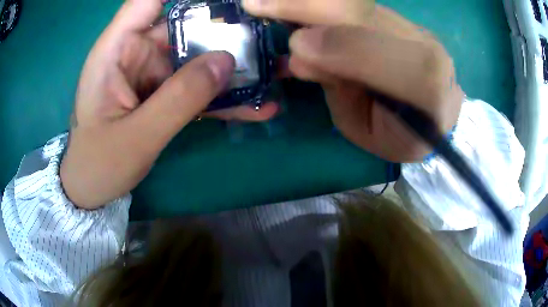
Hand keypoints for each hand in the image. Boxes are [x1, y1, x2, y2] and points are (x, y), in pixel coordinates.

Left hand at [61, 0, 277, 208]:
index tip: (225, 2)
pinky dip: (223, 96)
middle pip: (184, 24)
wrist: (92, 188)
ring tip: (270, 73)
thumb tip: (226, 62)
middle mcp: (136, 52)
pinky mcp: (163, 93)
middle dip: (224, 29)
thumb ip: (178, 99)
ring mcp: (151, 72)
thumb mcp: (136, 137)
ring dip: (232, 67)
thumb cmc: (99, 164)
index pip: (147, 1)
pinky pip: (196, 86)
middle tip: (264, 38)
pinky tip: (256, 107)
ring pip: (197, 56)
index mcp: (116, 49)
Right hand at [244, 0, 462, 161]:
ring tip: (267, 1)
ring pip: (357, 2)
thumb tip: (299, 54)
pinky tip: (295, 5)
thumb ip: (339, 94)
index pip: (386, 60)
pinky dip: (322, 2)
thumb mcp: (365, 130)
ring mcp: (414, 28)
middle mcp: (426, 48)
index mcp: (426, 91)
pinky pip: (357, 3)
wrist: (434, 115)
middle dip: (308, 5)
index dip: (341, 47)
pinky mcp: (401, 19)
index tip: (294, 45)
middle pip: (364, 13)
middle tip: (257, 3)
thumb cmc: (398, 133)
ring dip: (309, 0)